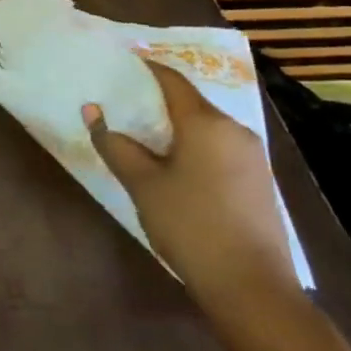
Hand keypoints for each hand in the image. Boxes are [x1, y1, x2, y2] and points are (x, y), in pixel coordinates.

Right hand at [84, 58, 299, 306]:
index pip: (171, 80)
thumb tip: (92, 111)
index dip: (145, 67)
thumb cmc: (190, 225)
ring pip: (204, 127)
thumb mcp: (142, 183)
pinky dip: (190, 144)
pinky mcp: (257, 182)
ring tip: (139, 131)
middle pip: (190, 102)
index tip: (118, 61)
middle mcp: (235, 131)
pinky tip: (170, 162)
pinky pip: (217, 147)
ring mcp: (252, 158)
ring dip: (173, 125)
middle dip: (155, 98)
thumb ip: (115, 144)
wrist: (253, 289)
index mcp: (207, 124)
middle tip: (120, 99)